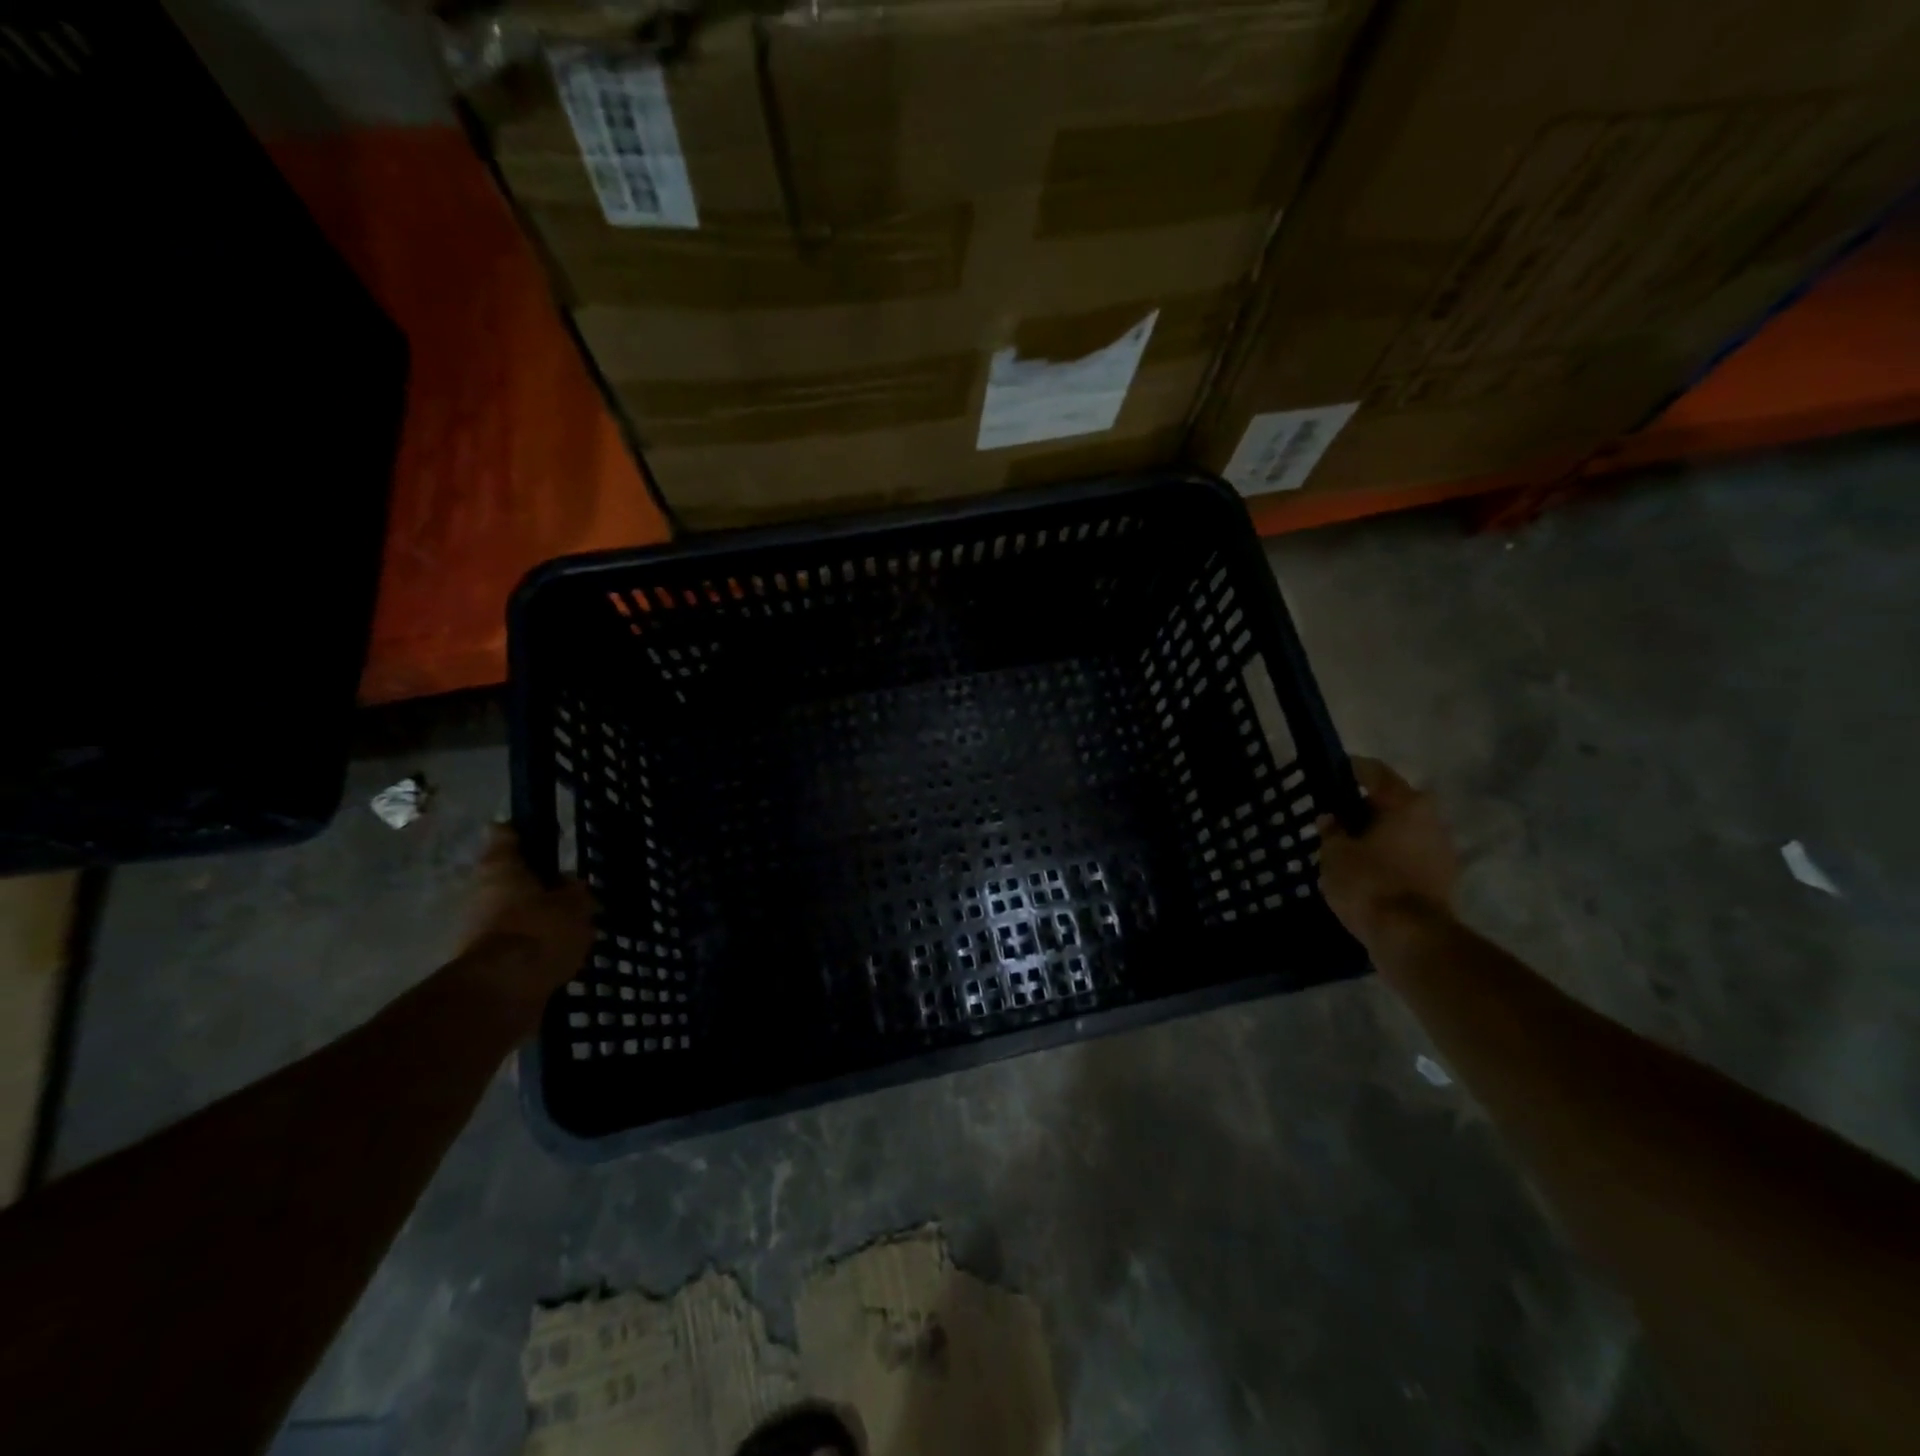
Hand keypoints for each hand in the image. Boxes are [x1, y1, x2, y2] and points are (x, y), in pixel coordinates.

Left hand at [462, 824, 595, 1011]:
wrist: (503, 992)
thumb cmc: (540, 932)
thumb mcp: (575, 905)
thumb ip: (574, 891)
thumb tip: (567, 884)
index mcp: (501, 868)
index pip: (506, 836)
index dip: (521, 832)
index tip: (537, 834)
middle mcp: (480, 892)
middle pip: (506, 878)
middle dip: (530, 883)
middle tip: (563, 889)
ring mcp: (475, 928)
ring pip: (508, 912)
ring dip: (530, 917)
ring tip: (565, 926)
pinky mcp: (480, 961)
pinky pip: (511, 943)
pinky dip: (528, 945)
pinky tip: (554, 953)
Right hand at [1317, 758, 1459, 946]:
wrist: (1411, 938)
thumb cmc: (1369, 884)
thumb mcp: (1335, 854)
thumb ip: (1331, 831)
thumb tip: (1331, 819)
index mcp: (1406, 804)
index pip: (1375, 773)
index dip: (1351, 769)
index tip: (1333, 771)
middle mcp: (1431, 819)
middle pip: (1394, 802)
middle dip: (1366, 806)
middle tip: (1337, 814)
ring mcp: (1442, 850)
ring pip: (1404, 830)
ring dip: (1380, 833)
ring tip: (1349, 844)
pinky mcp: (1443, 878)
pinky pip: (1410, 855)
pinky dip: (1390, 856)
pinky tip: (1367, 869)